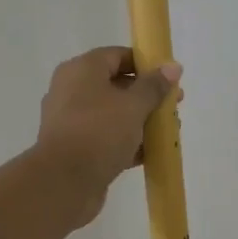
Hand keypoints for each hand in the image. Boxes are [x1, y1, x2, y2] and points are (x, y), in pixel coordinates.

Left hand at [34, 47, 181, 227]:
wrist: (64, 183)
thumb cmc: (99, 133)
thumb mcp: (133, 106)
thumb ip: (154, 86)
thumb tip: (173, 66)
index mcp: (81, 70)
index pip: (117, 56)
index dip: (145, 64)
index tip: (170, 79)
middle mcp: (71, 91)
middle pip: (115, 85)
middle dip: (147, 96)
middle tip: (173, 107)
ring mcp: (72, 122)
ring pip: (112, 115)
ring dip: (139, 122)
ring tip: (167, 133)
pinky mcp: (76, 149)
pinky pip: (106, 138)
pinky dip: (126, 143)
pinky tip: (150, 154)